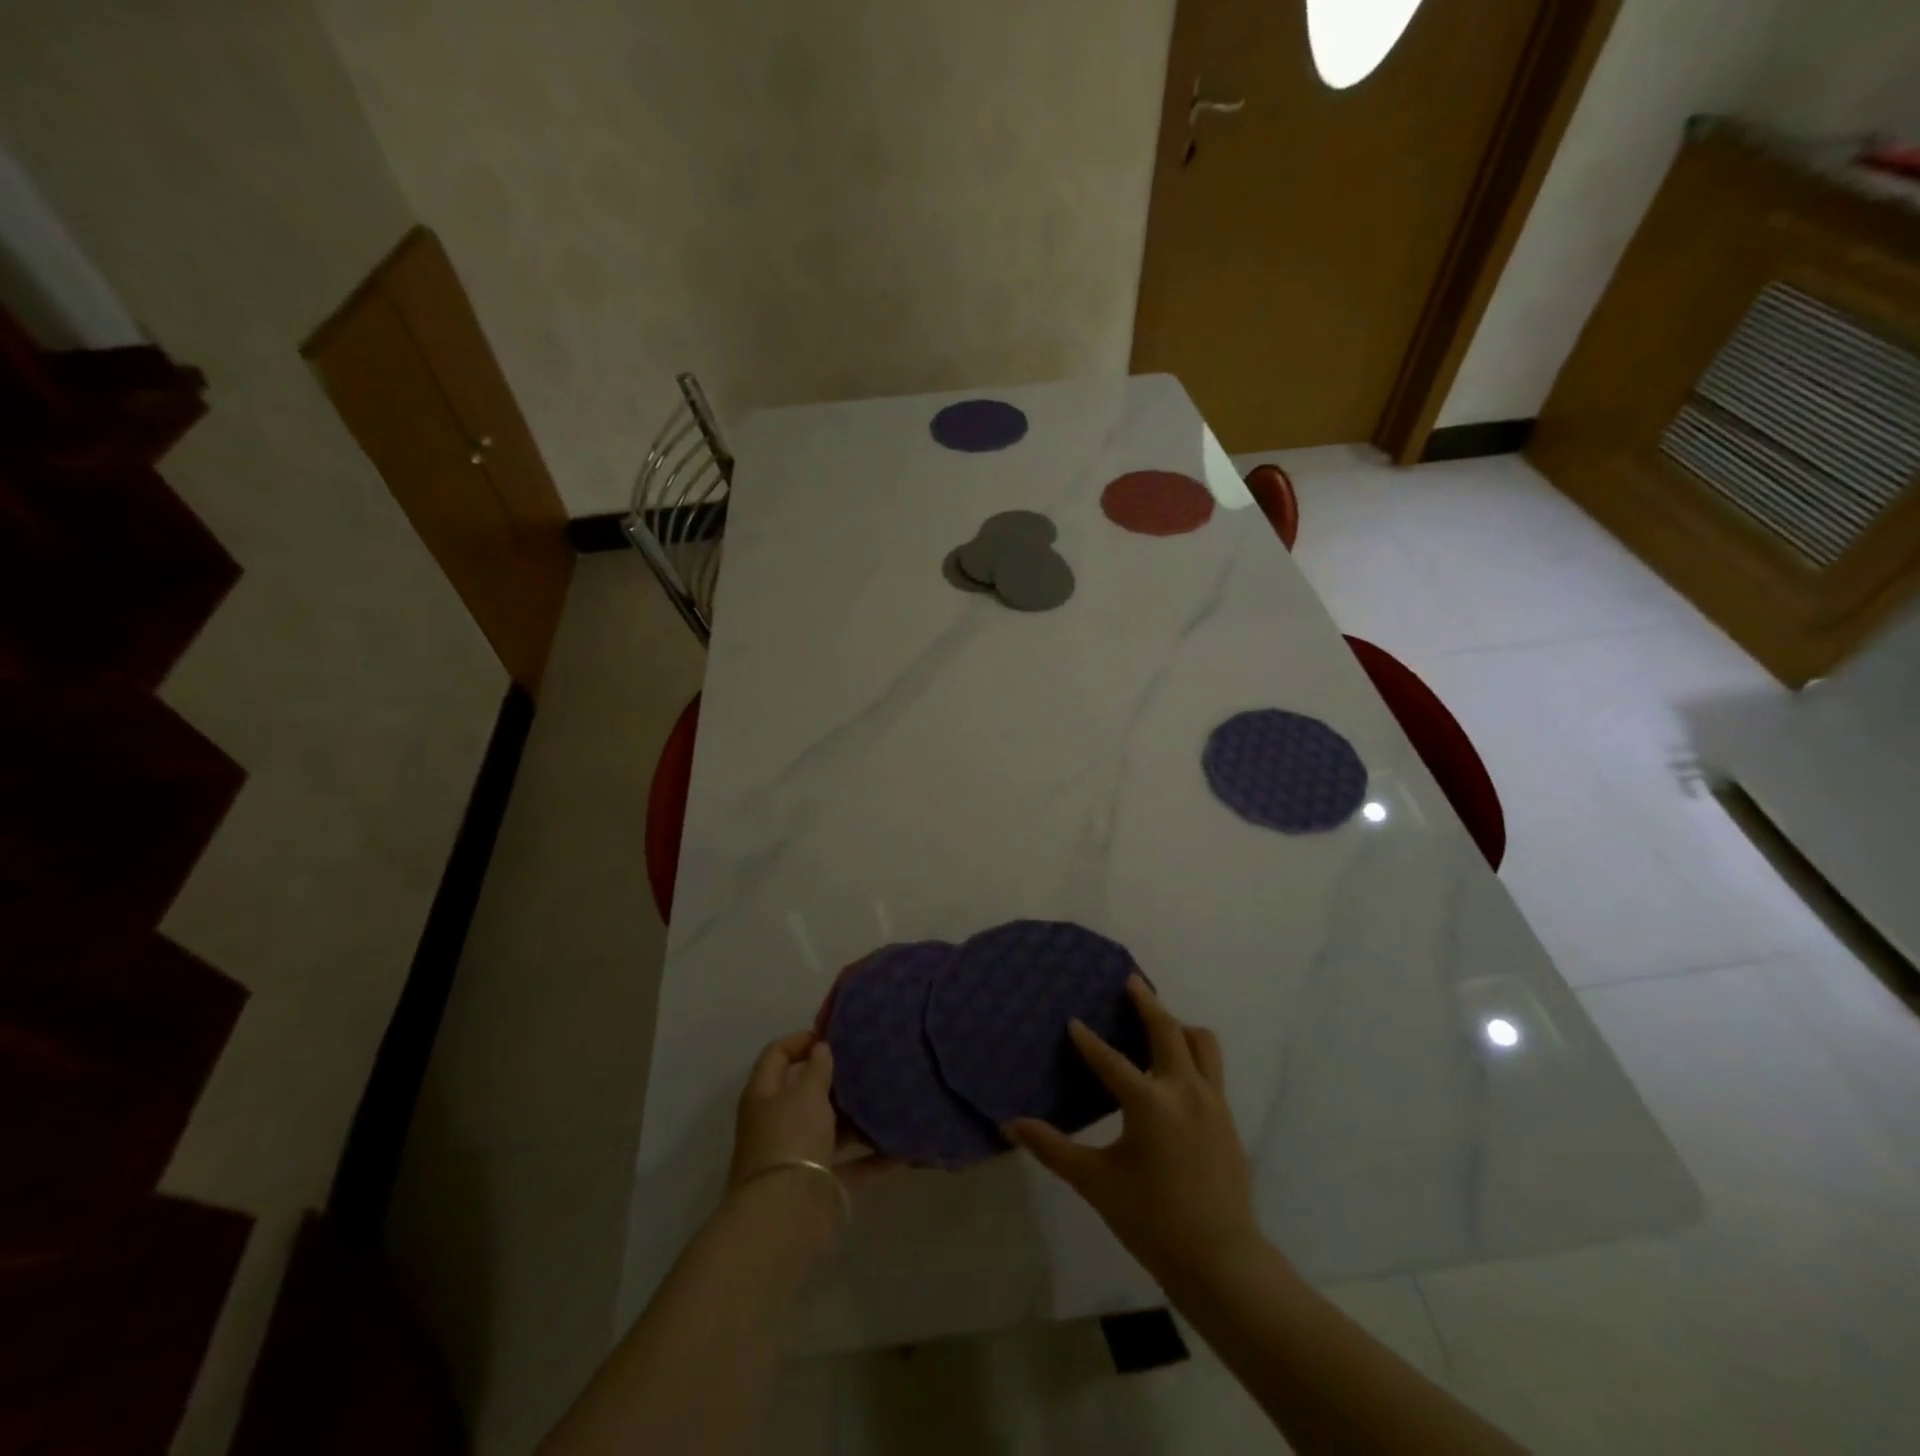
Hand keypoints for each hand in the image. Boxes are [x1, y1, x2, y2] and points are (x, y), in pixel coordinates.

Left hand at [727, 1031, 893, 1193]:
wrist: (786, 1215)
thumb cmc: (792, 1138)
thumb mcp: (806, 1092)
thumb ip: (817, 1067)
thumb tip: (820, 1048)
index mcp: (764, 1095)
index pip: (776, 1055)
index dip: (801, 1040)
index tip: (834, 1036)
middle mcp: (777, 1122)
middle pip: (804, 1092)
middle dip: (833, 1079)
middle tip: (867, 1062)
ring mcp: (798, 1155)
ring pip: (829, 1128)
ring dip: (855, 1117)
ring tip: (889, 1097)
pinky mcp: (820, 1184)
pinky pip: (851, 1163)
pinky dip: (873, 1156)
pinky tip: (902, 1145)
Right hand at [1006, 976, 1261, 1285]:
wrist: (1221, 1261)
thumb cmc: (1152, 1220)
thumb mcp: (1096, 1183)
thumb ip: (1053, 1149)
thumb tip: (1010, 1125)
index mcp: (1150, 1103)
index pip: (1111, 1059)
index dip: (1088, 1039)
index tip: (1072, 1020)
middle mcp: (1185, 1090)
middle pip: (1167, 1029)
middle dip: (1147, 1002)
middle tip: (1130, 981)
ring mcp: (1213, 1101)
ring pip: (1200, 1042)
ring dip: (1178, 1025)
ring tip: (1159, 1020)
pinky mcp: (1227, 1116)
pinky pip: (1212, 1066)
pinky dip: (1192, 1051)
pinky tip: (1176, 1066)